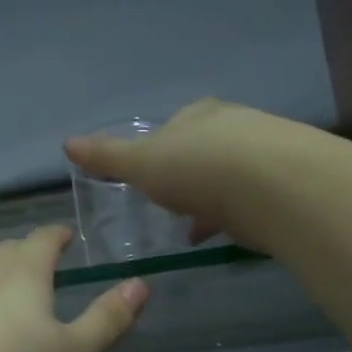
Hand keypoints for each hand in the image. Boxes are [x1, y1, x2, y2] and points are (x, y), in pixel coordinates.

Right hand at [64, 99, 287, 251]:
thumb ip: (108, 157)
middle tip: (168, 203)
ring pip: (227, 176)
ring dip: (208, 198)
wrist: (273, 186)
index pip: (173, 127)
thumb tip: (67, 143)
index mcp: (198, 115)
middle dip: (185, 175)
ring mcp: (264, 154)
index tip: (147, 178)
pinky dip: (229, 216)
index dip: (157, 151)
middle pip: (202, 150)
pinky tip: (216, 236)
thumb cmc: (198, 167)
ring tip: (190, 226)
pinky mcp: (284, 186)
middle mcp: (234, 126)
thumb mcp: (142, 164)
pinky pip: (248, 200)